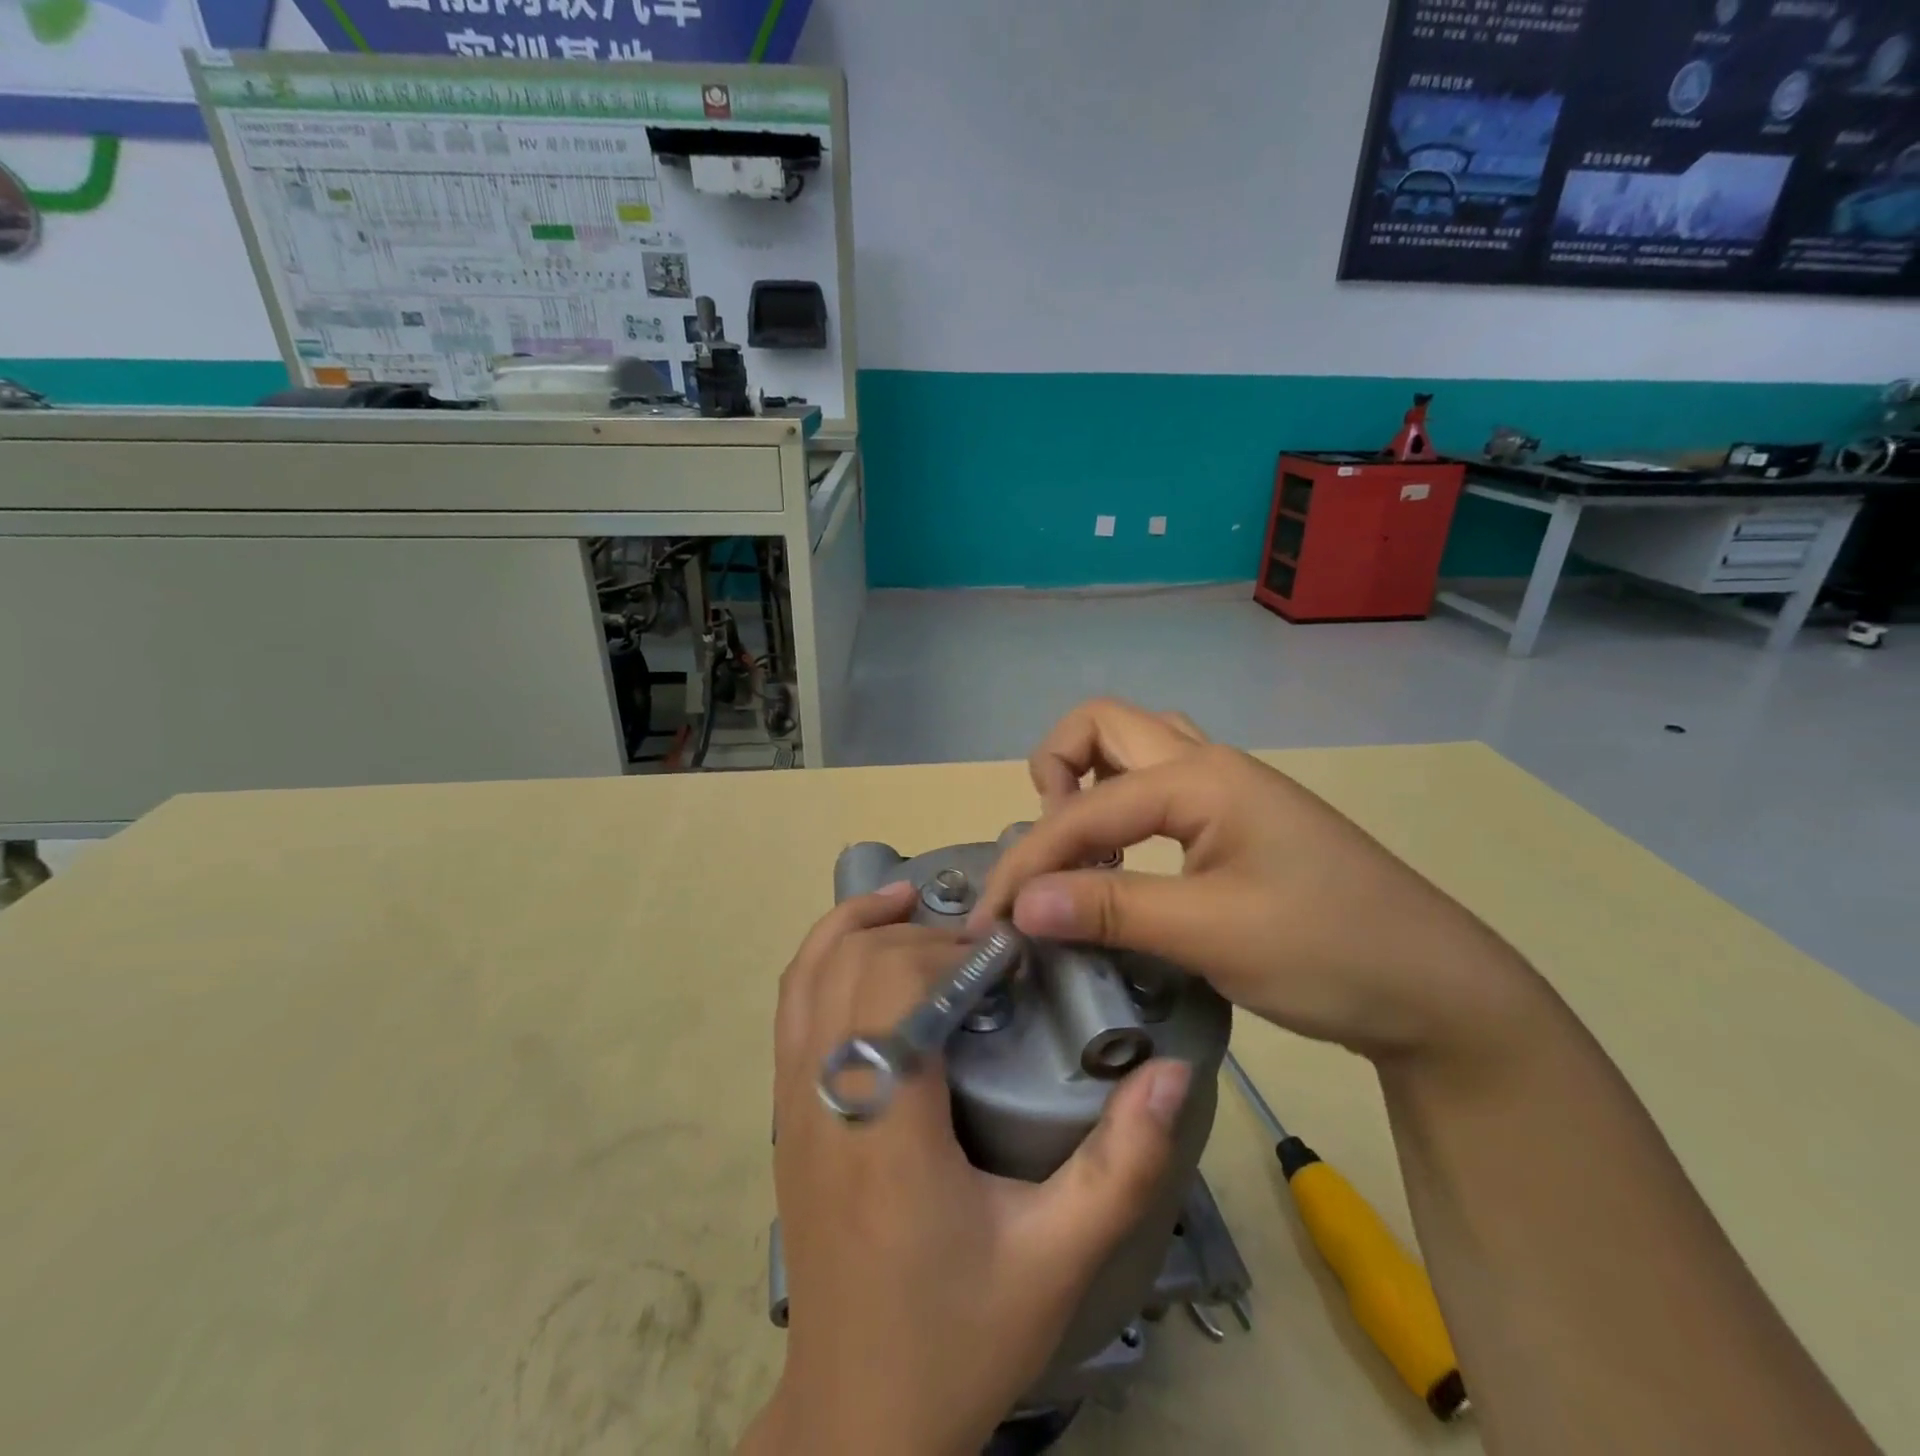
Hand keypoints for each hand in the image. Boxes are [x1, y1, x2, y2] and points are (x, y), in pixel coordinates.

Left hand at [742, 881, 1193, 1455]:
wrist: (857, 1417)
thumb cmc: (957, 1336)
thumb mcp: (1057, 1260)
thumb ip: (1121, 1165)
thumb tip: (1170, 1072)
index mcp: (886, 1127)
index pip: (894, 989)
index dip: (948, 953)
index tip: (1006, 956)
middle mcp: (824, 1099)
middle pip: (851, 967)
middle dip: (915, 937)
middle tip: (980, 947)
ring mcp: (792, 1104)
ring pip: (806, 976)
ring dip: (855, 926)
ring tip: (912, 901)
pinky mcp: (785, 1116)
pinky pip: (792, 1008)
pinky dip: (823, 958)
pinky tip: (866, 952)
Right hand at [971, 699, 1543, 1061]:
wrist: (1440, 992)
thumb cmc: (1332, 953)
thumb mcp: (1214, 934)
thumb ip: (1111, 909)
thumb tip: (1023, 904)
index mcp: (1200, 778)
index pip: (1083, 809)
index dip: (1028, 862)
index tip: (992, 922)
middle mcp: (1208, 765)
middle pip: (1103, 726)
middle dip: (1054, 773)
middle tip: (1049, 849)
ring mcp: (1227, 790)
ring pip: (1134, 747)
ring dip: (1088, 781)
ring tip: (1078, 848)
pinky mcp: (1237, 822)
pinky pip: (1157, 787)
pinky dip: (1120, 807)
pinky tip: (1123, 862)